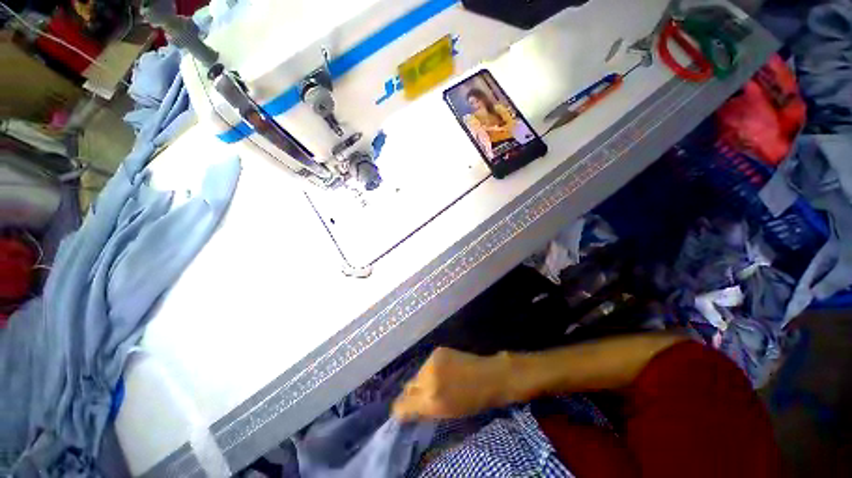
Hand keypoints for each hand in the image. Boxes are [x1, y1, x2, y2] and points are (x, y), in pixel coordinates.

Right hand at [392, 348, 510, 420]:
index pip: (401, 406)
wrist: (489, 376)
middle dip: (412, 395)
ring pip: (416, 374)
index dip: (401, 410)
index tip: (405, 412)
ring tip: (436, 383)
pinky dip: (430, 370)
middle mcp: (428, 379)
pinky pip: (426, 364)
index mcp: (431, 401)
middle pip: (407, 388)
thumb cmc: (472, 402)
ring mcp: (432, 362)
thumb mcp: (446, 414)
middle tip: (424, 397)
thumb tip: (406, 410)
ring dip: (422, 381)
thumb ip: (424, 411)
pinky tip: (441, 371)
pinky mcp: (438, 351)